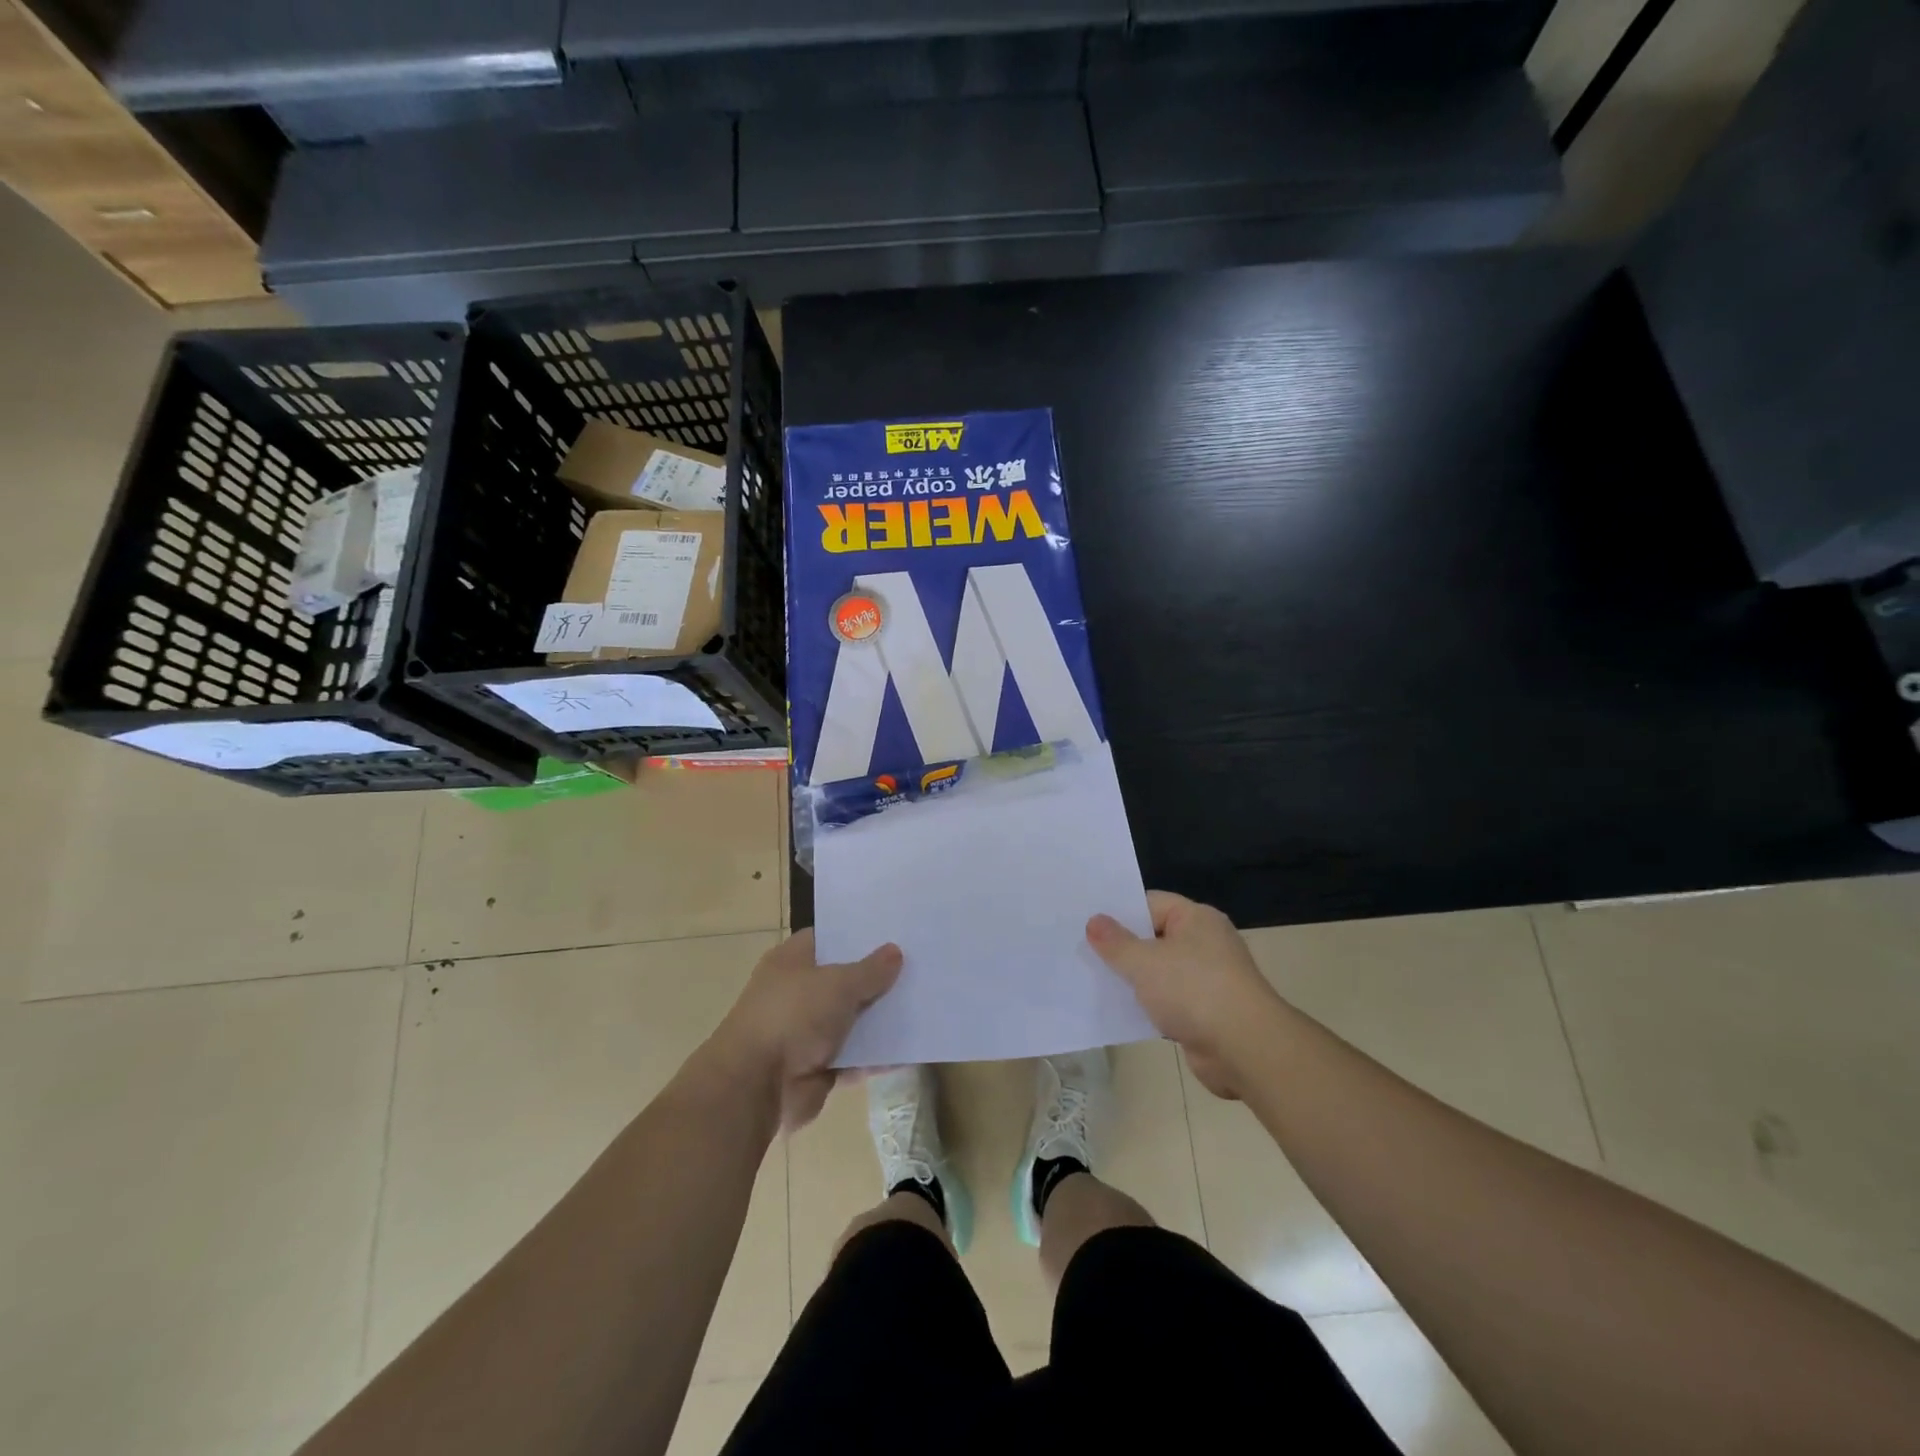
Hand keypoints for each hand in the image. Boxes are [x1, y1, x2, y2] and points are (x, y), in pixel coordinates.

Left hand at [708, 930, 902, 1131]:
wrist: (756, 1086)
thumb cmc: (793, 1016)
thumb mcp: (838, 984)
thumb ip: (870, 970)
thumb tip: (895, 951)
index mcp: (792, 961)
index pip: (829, 938)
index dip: (859, 935)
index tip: (894, 931)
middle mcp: (798, 992)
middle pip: (845, 979)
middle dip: (877, 977)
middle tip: (920, 966)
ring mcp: (807, 1031)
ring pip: (852, 1019)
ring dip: (881, 1019)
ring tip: (924, 1004)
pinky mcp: (817, 1066)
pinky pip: (855, 1056)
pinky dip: (878, 1056)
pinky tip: (912, 1049)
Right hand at [1087, 892, 1280, 1099]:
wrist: (1245, 1050)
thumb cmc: (1194, 991)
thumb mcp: (1144, 962)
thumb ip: (1115, 942)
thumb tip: (1094, 921)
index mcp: (1196, 919)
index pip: (1149, 903)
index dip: (1118, 912)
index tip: (1086, 922)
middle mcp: (1205, 943)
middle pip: (1154, 937)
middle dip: (1122, 947)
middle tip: (1082, 951)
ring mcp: (1208, 979)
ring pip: (1160, 972)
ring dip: (1134, 980)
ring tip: (1093, 980)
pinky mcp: (1206, 1013)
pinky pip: (1169, 1001)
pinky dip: (1149, 1005)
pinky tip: (1121, 1011)